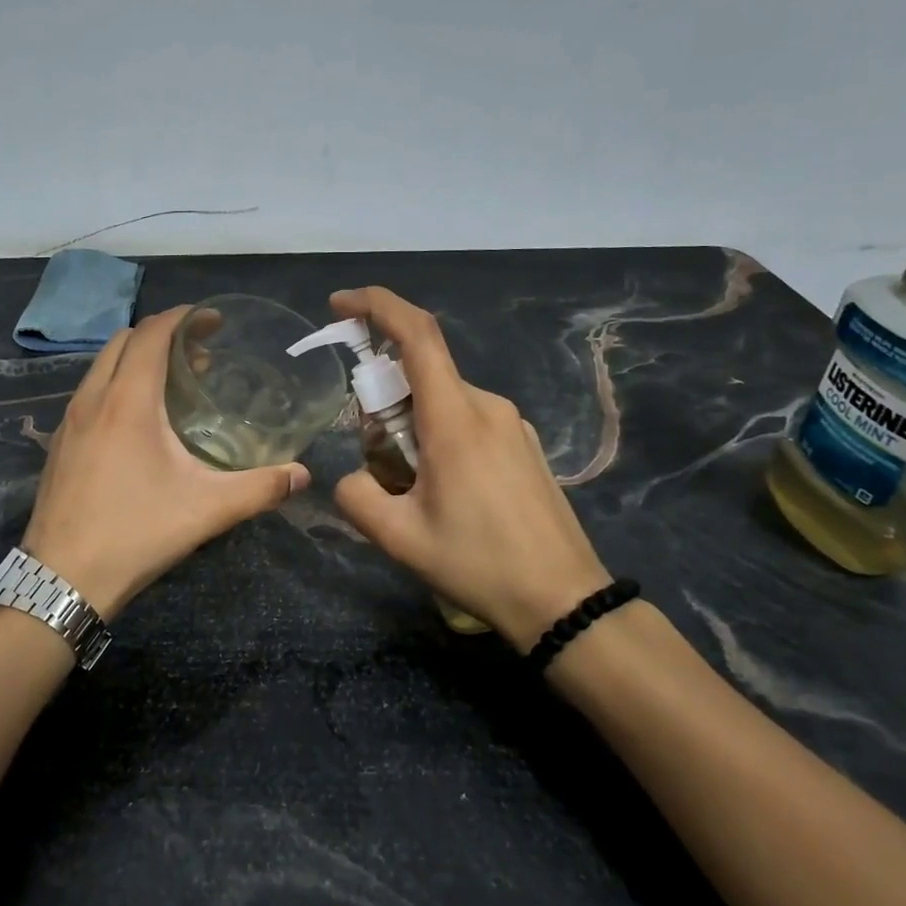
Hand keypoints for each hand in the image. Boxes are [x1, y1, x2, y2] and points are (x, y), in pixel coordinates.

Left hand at [21, 306, 310, 618]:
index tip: (214, 321)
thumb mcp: (207, 510)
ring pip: (102, 365)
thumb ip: (260, 489)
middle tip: (199, 354)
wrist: (61, 579)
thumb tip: (303, 476)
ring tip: (173, 383)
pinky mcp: (59, 443)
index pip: (151, 333)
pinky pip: (90, 391)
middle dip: (161, 334)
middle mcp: (92, 398)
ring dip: (137, 358)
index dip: (184, 318)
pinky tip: (138, 421)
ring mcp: (69, 420)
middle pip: (124, 340)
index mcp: (127, 401)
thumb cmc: (136, 533)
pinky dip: (117, 383)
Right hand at [330, 287, 611, 649]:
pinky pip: (468, 421)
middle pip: (421, 375)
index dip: (376, 306)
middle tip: (375, 459)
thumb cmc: (479, 565)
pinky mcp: (523, 444)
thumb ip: (357, 496)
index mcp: (454, 419)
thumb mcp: (399, 538)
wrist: (564, 601)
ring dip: (411, 425)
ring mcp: (511, 424)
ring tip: (412, 490)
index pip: (416, 335)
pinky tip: (445, 493)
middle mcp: (486, 407)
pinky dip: (439, 437)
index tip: (341, 304)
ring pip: (443, 401)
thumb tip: (352, 477)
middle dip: (383, 400)